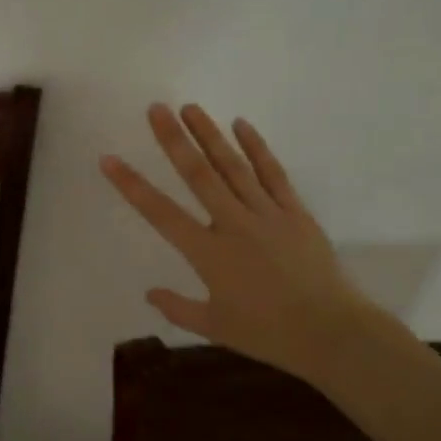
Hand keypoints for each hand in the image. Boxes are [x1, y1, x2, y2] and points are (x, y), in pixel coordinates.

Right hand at [101, 103, 377, 379]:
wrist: (331, 332)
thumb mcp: (215, 327)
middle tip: (156, 109)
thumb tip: (149, 293)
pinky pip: (273, 174)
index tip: (110, 160)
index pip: (161, 213)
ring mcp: (267, 214)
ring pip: (233, 167)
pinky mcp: (294, 212)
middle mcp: (234, 224)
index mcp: (208, 253)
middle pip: (198, 175)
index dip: (132, 185)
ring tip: (191, 108)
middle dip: (174, 140)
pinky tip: (241, 125)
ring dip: (210, 135)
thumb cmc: (268, 333)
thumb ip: (178, 308)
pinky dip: (257, 148)